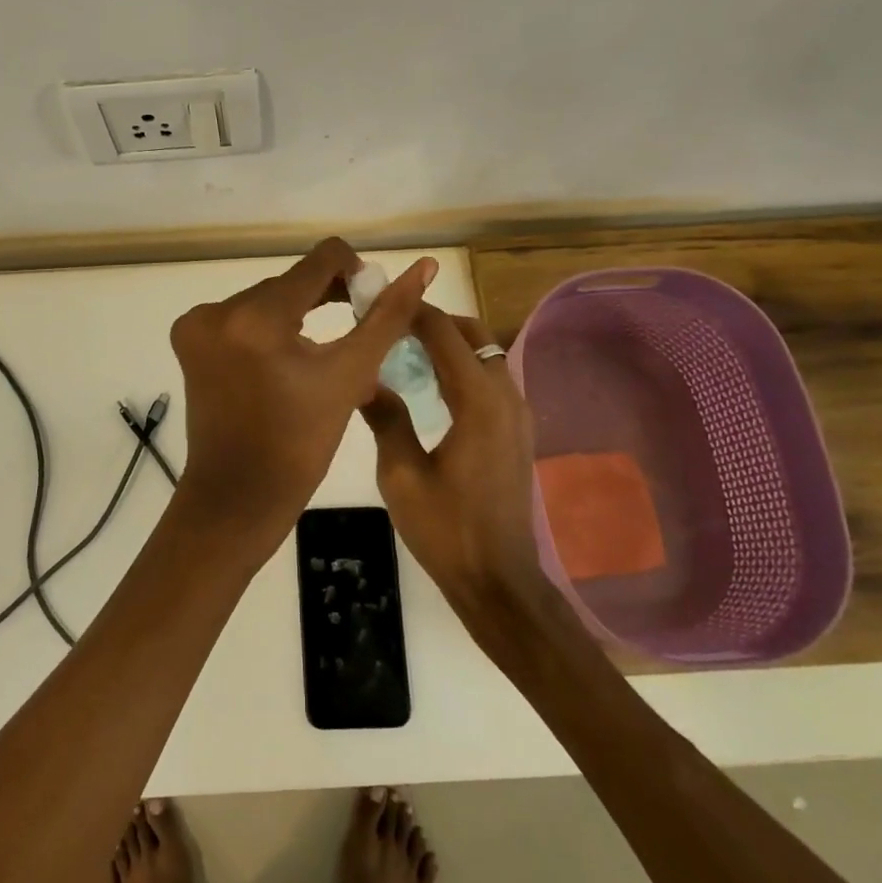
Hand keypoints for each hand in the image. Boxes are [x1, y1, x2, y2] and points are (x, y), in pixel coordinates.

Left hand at [170, 238, 435, 561]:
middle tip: (355, 332)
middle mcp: (218, 309)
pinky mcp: (188, 338)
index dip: (354, 272)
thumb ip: (387, 317)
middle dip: (326, 298)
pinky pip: (241, 316)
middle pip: (292, 282)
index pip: (320, 260)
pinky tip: (286, 359)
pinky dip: (268, 329)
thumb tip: (423, 268)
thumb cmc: (300, 444)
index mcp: (258, 317)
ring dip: (297, 315)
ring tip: (322, 352)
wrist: (238, 496)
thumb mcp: (349, 376)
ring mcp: (196, 324)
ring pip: (267, 299)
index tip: (369, 301)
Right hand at [359, 306, 541, 608]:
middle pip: (473, 334)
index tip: (379, 302)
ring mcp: (517, 414)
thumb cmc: (446, 529)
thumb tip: (364, 380)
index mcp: (477, 401)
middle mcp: (505, 397)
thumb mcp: (400, 475)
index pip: (444, 334)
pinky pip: (491, 378)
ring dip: (449, 343)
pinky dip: (462, 367)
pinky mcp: (517, 431)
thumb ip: (385, 418)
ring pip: (486, 354)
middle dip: (433, 321)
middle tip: (390, 326)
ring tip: (404, 351)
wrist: (498, 581)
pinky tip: (430, 386)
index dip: (412, 312)